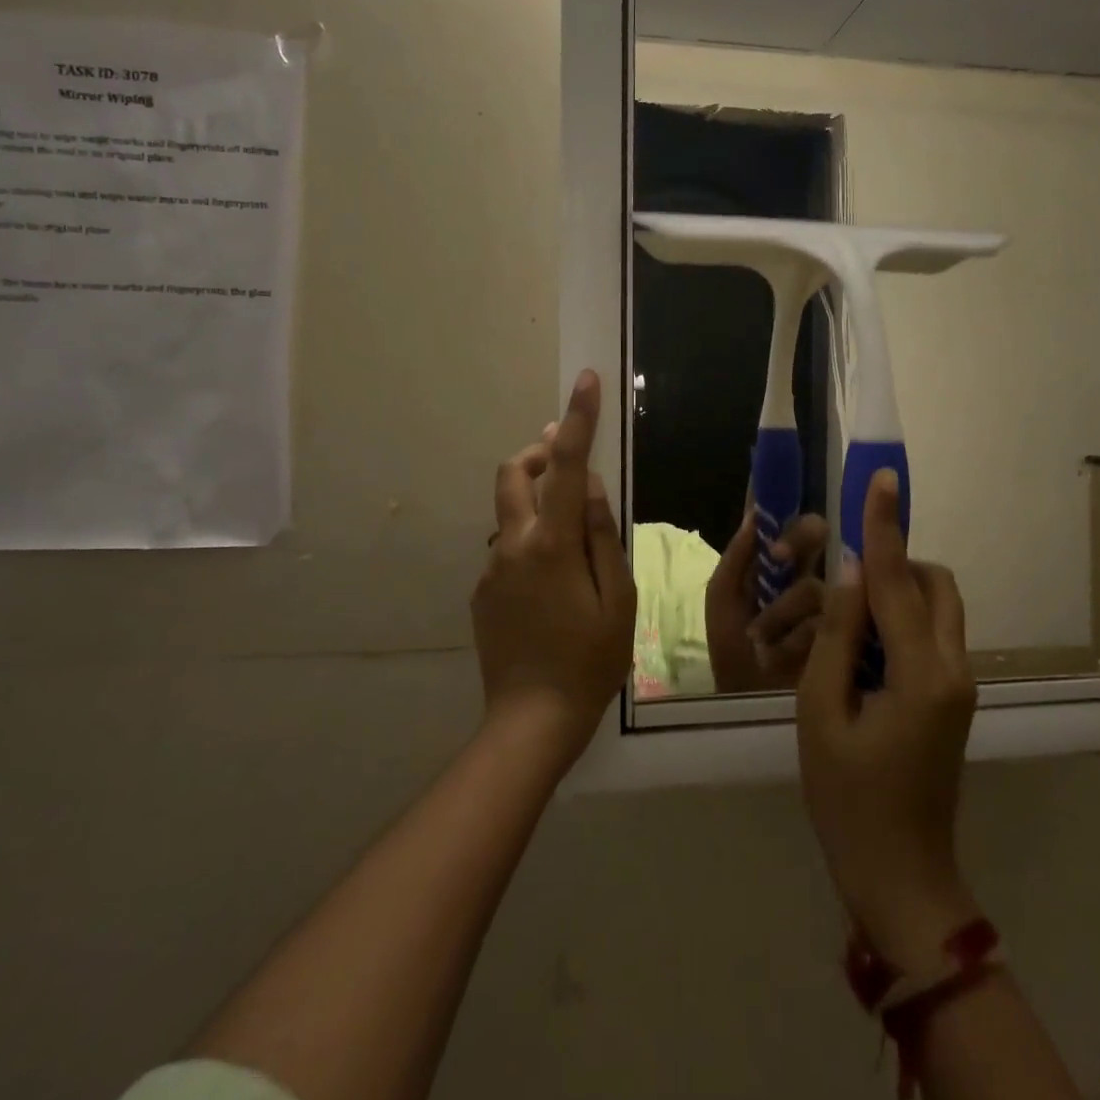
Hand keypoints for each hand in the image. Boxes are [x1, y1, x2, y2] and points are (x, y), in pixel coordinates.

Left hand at [471, 370, 636, 768]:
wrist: (531, 719)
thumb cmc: (591, 659)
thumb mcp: (618, 597)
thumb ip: (603, 534)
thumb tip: (591, 485)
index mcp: (553, 543)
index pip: (567, 465)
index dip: (578, 420)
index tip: (586, 380)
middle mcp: (513, 544)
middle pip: (514, 472)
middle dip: (540, 453)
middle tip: (566, 460)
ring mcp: (492, 567)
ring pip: (511, 511)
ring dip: (537, 502)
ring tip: (571, 540)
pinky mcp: (482, 590)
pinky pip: (507, 548)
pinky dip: (529, 541)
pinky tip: (551, 586)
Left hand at [705, 503, 829, 692]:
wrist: (747, 701)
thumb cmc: (731, 648)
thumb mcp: (722, 599)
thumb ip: (736, 557)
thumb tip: (755, 513)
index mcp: (771, 561)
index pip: (782, 518)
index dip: (781, 494)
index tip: (778, 471)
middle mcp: (802, 571)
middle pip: (815, 533)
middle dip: (800, 537)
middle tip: (779, 556)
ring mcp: (825, 600)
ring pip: (816, 582)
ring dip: (782, 611)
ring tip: (761, 639)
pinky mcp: (843, 629)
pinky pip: (826, 618)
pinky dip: (796, 636)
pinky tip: (779, 654)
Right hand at [796, 469, 978, 973]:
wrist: (899, 876)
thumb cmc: (848, 799)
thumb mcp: (821, 711)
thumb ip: (835, 635)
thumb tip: (847, 573)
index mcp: (922, 673)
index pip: (897, 580)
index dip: (883, 525)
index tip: (881, 479)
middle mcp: (953, 668)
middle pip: (935, 585)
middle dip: (895, 563)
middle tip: (844, 579)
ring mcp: (958, 684)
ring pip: (936, 608)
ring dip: (896, 593)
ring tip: (845, 618)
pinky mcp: (951, 697)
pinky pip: (929, 635)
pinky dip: (898, 622)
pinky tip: (859, 647)